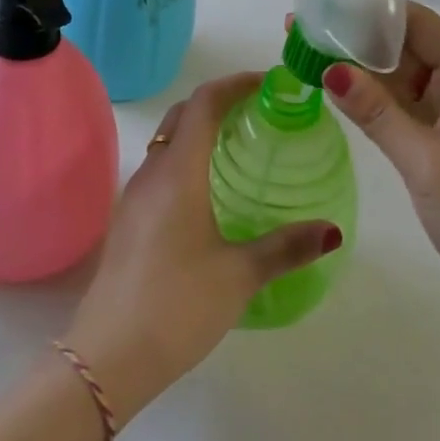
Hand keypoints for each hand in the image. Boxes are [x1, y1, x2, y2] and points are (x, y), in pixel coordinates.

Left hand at [65, 73, 341, 420]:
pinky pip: (162, 170)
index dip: (235, 84)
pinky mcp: (129, 222)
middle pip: (183, 116)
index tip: (268, 83)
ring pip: (169, 143)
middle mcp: (152, 174)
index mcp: (178, 173)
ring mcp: (135, 198)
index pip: (204, 103)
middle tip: (260, 111)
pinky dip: (189, 160)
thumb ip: (286, 247)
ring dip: (201, 131)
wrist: (107, 357)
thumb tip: (332, 231)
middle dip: (219, 102)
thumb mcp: (239, 276)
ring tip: (242, 146)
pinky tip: (212, 192)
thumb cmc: (177, 305)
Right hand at [319, 3, 439, 319]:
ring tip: (308, 57)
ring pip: (404, 80)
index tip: (322, 6)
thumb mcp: (425, 160)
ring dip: (362, 71)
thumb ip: (376, 112)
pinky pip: (408, 111)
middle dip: (357, 39)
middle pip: (407, 47)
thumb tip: (329, 68)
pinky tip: (339, 98)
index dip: (370, 10)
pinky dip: (376, 103)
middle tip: (300, 32)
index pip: (417, 22)